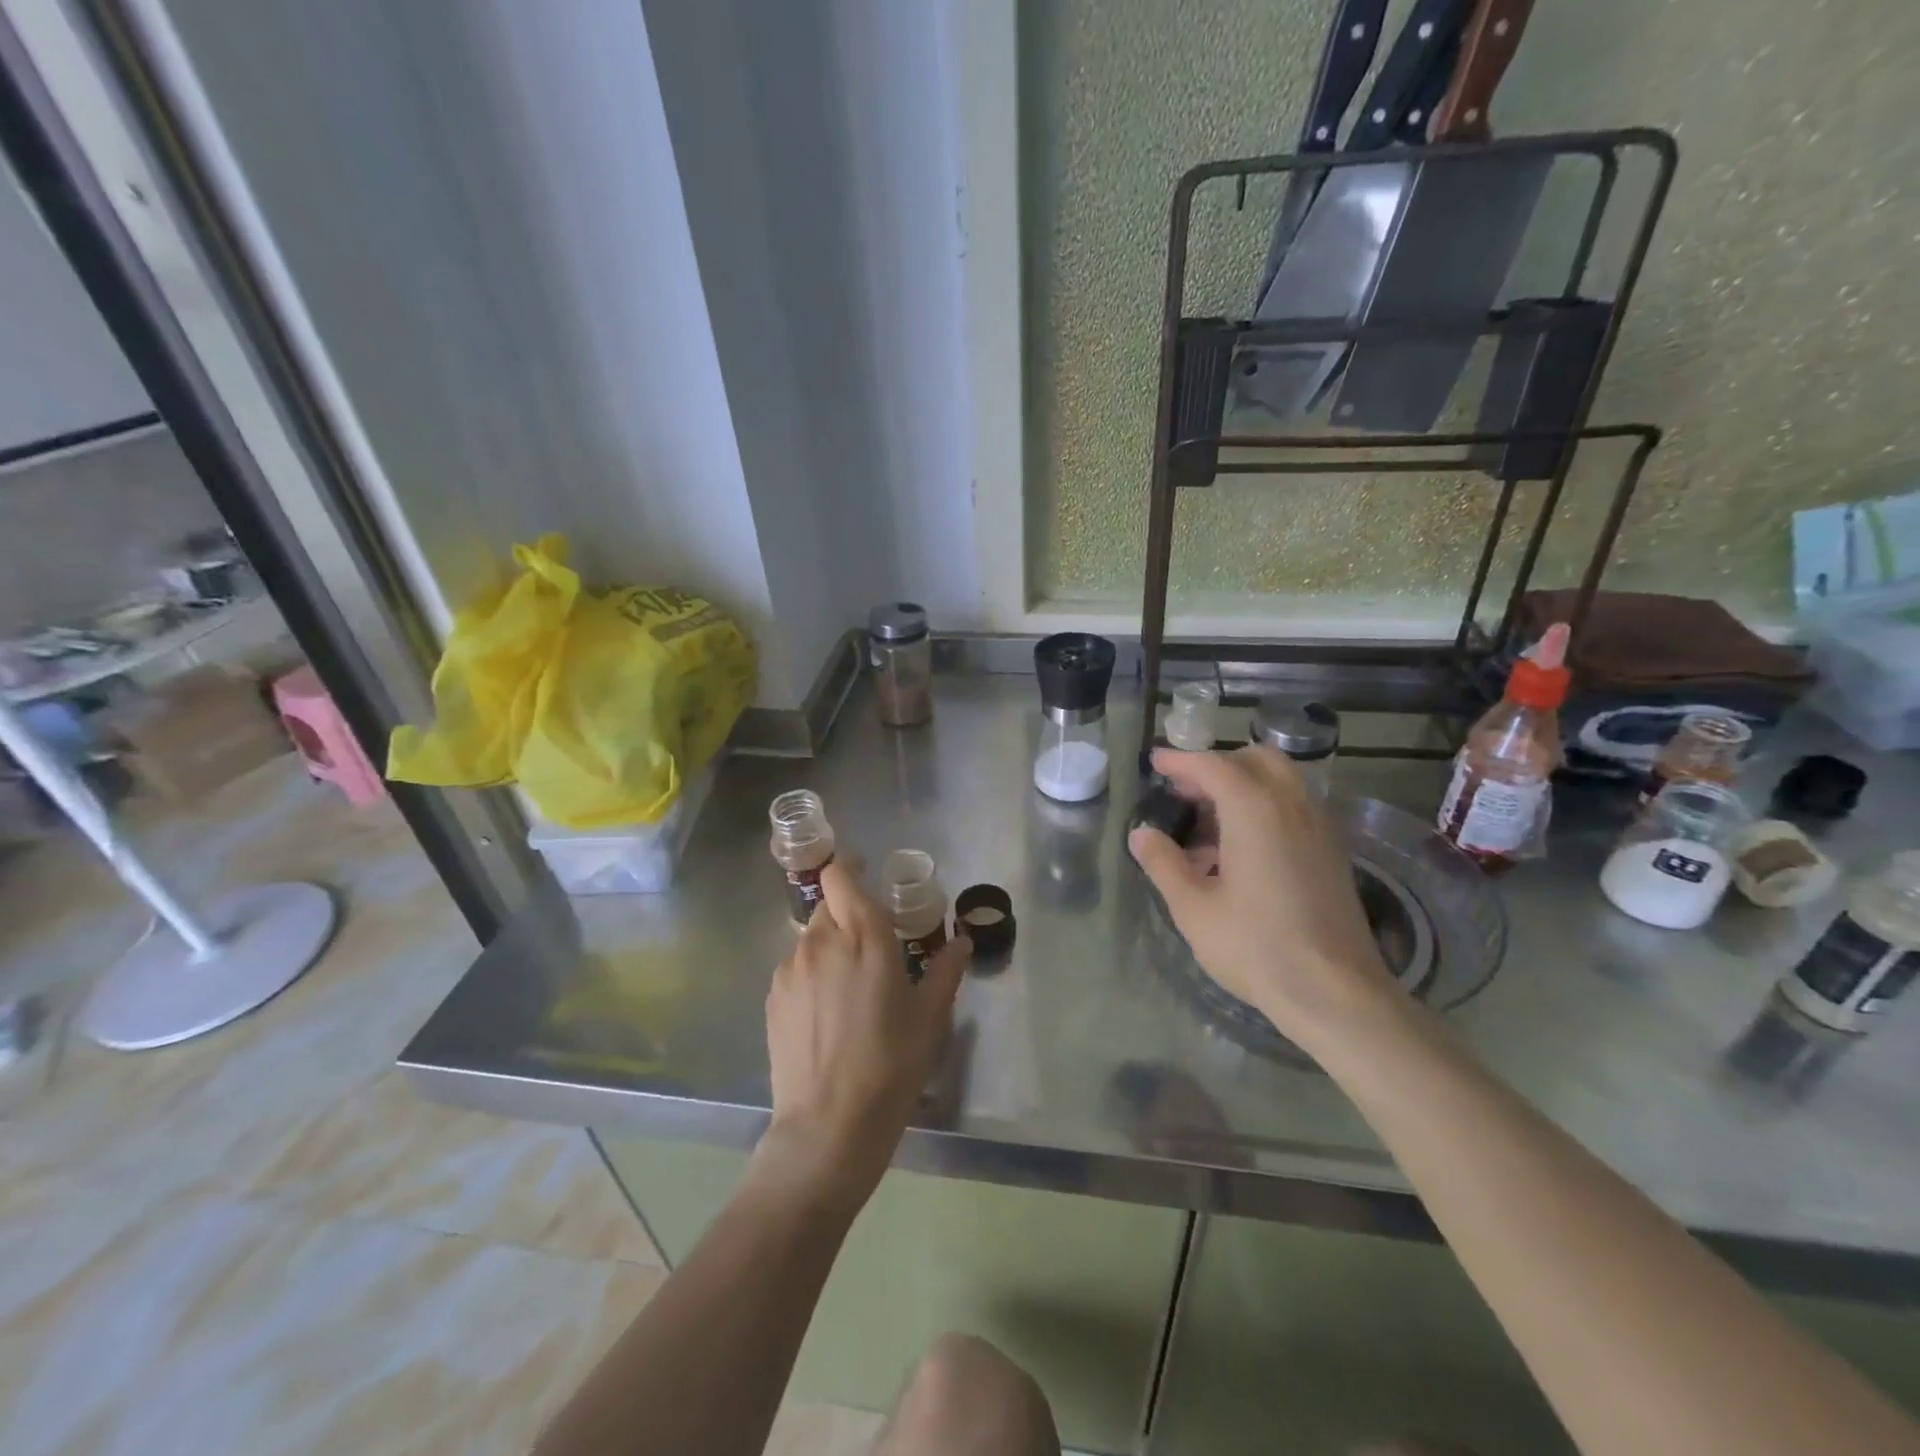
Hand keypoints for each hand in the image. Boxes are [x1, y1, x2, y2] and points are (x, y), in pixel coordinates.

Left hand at [761, 862, 970, 1206]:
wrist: (828, 1126)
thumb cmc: (891, 1066)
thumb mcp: (929, 1018)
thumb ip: (945, 970)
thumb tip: (961, 941)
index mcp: (864, 936)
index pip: (840, 875)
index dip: (850, 868)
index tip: (867, 878)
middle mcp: (821, 941)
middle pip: (828, 905)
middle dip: (849, 915)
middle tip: (873, 947)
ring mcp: (791, 969)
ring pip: (811, 938)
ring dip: (831, 946)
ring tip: (851, 988)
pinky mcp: (773, 997)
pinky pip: (796, 967)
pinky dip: (812, 973)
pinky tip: (828, 1013)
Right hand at [1127, 746, 1398, 1049]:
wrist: (1336, 993)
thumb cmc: (1256, 947)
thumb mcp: (1194, 908)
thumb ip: (1164, 863)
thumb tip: (1141, 833)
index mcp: (1255, 810)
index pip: (1213, 766)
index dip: (1181, 760)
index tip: (1155, 762)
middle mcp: (1292, 806)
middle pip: (1255, 760)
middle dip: (1217, 765)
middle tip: (1184, 791)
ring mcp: (1319, 828)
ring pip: (1280, 781)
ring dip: (1242, 785)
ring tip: (1207, 823)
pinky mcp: (1332, 852)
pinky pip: (1294, 807)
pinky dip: (1264, 806)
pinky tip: (1241, 848)